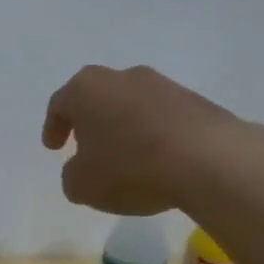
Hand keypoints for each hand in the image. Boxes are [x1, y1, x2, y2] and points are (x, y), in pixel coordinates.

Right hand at [42, 65, 235, 214]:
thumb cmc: (131, 168)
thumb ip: (72, 175)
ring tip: (126, 159)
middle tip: (87, 148)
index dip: (53, 127)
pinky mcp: (196, 101)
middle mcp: (124, 77)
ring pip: (132, 106)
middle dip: (90, 123)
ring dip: (125, 128)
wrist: (209, 161)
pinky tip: (158, 162)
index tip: (53, 147)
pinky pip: (163, 118)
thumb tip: (81, 168)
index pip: (60, 104)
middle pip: (98, 98)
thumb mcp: (82, 185)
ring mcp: (164, 86)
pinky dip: (154, 136)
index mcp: (87, 89)